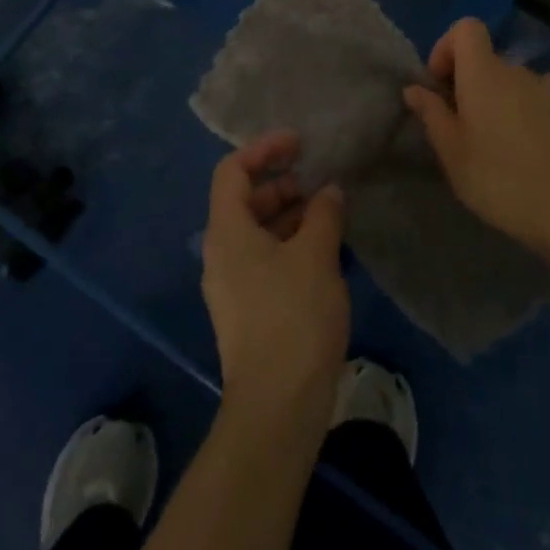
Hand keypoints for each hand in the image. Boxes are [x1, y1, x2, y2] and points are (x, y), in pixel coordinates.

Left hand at [201, 131, 349, 431]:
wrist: (277, 406)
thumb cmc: (294, 317)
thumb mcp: (316, 255)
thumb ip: (323, 213)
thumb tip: (328, 191)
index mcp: (227, 232)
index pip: (233, 171)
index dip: (264, 149)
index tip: (299, 143)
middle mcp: (221, 253)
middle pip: (245, 200)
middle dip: (281, 183)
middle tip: (319, 181)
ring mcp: (232, 284)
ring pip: (257, 231)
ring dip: (289, 214)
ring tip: (328, 213)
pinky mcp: (248, 309)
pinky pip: (265, 258)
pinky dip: (290, 243)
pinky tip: (323, 251)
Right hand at [403, 17, 549, 255]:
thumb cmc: (498, 178)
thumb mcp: (451, 151)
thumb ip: (431, 113)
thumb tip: (414, 88)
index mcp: (482, 72)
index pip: (466, 28)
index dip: (447, 47)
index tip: (438, 84)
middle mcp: (514, 70)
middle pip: (485, 56)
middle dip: (465, 79)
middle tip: (456, 122)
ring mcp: (543, 89)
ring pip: (509, 77)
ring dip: (494, 94)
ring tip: (488, 135)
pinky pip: (537, 91)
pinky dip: (525, 101)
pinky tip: (522, 131)